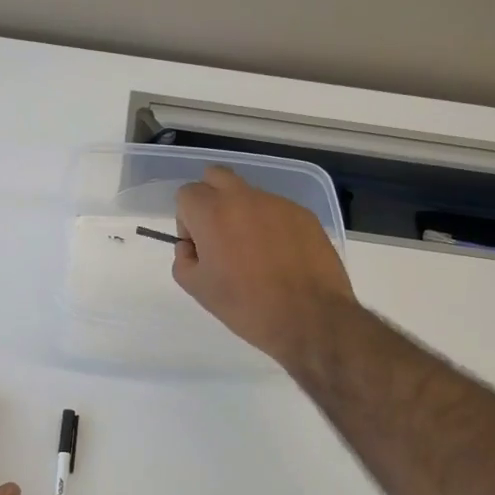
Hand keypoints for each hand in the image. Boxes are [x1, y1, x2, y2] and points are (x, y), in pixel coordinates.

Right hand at [172, 166, 355, 366]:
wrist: (310, 318)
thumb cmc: (246, 306)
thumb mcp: (198, 289)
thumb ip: (184, 258)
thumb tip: (192, 246)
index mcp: (212, 213)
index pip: (186, 194)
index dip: (187, 221)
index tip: (199, 247)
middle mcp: (244, 198)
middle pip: (216, 176)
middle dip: (210, 199)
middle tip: (219, 236)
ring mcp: (278, 203)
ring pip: (249, 194)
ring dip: (242, 214)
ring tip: (255, 253)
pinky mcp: (304, 214)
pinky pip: (276, 210)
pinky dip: (270, 226)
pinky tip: (280, 257)